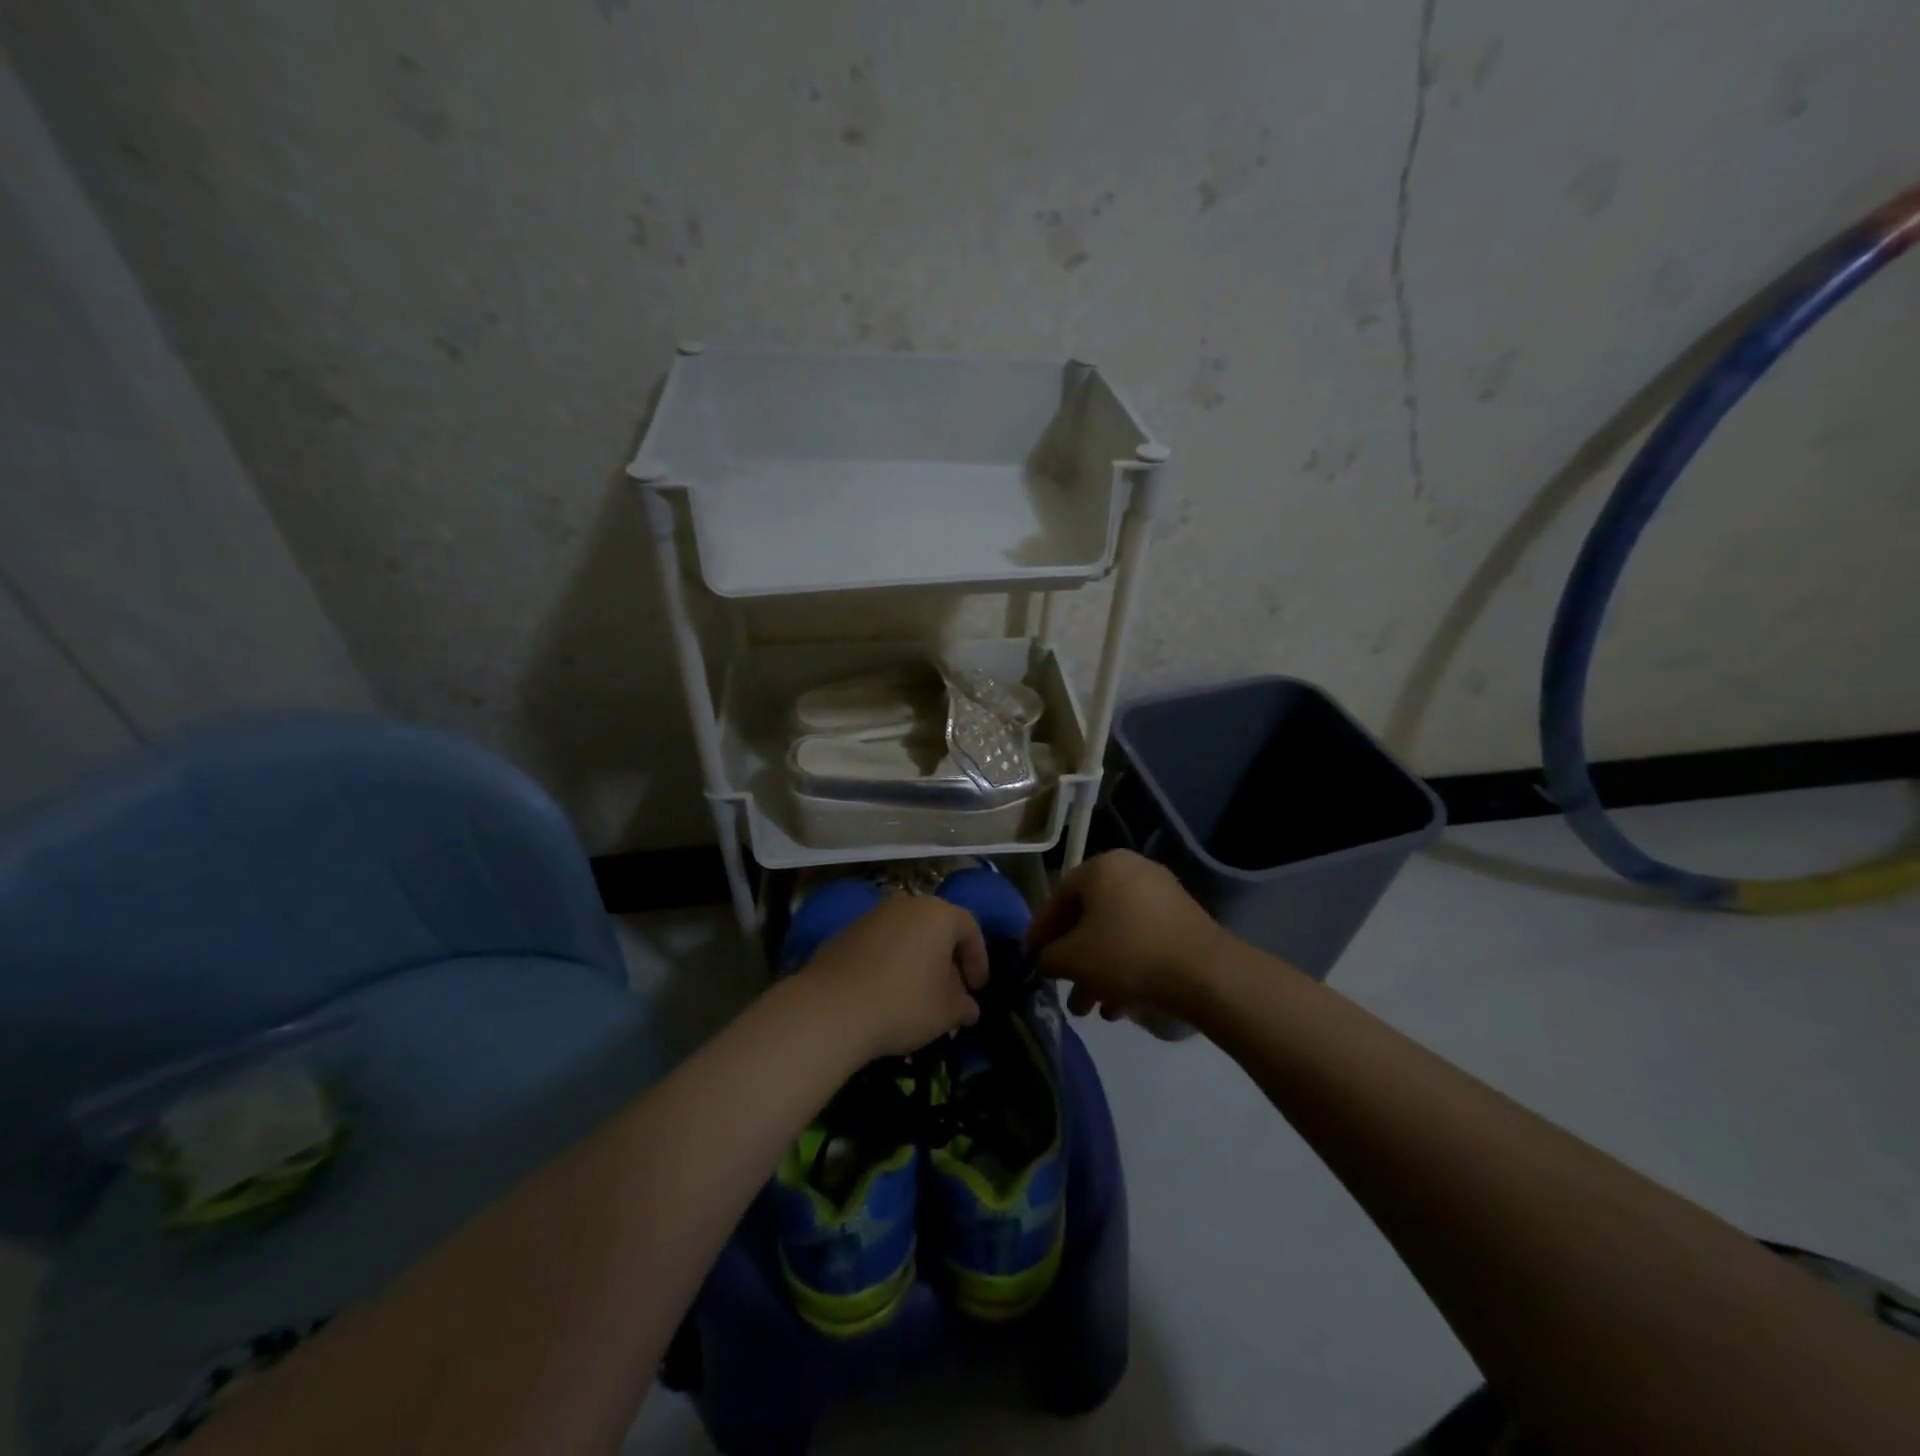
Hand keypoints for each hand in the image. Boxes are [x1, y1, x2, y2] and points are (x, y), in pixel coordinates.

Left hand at [802, 895, 988, 1057]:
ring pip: (907, 933)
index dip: (978, 959)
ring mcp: (873, 915)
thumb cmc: (903, 1003)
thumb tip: (969, 1007)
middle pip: (937, 926)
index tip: (977, 988)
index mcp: (938, 914)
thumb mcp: (945, 1013)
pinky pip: (881, 943)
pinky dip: (891, 961)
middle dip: (948, 958)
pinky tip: (886, 991)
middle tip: (951, 991)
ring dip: (918, 959)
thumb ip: (964, 1006)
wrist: (831, 1008)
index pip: (970, 928)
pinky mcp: (846, 931)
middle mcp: (907, 905)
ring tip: (919, 993)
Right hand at [1027, 851, 1224, 1019]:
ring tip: (1092, 1009)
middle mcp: (1130, 870)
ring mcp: (1160, 893)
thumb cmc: (1127, 955)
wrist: (1205, 973)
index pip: (1058, 897)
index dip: (1041, 931)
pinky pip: (1141, 939)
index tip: (1031, 960)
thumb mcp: (1073, 959)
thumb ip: (1048, 957)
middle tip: (1064, 990)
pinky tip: (1121, 1004)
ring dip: (1098, 971)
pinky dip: (1126, 966)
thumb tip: (1045, 959)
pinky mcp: (1182, 919)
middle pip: (1089, 918)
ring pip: (1115, 933)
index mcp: (1101, 867)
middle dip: (1073, 960)